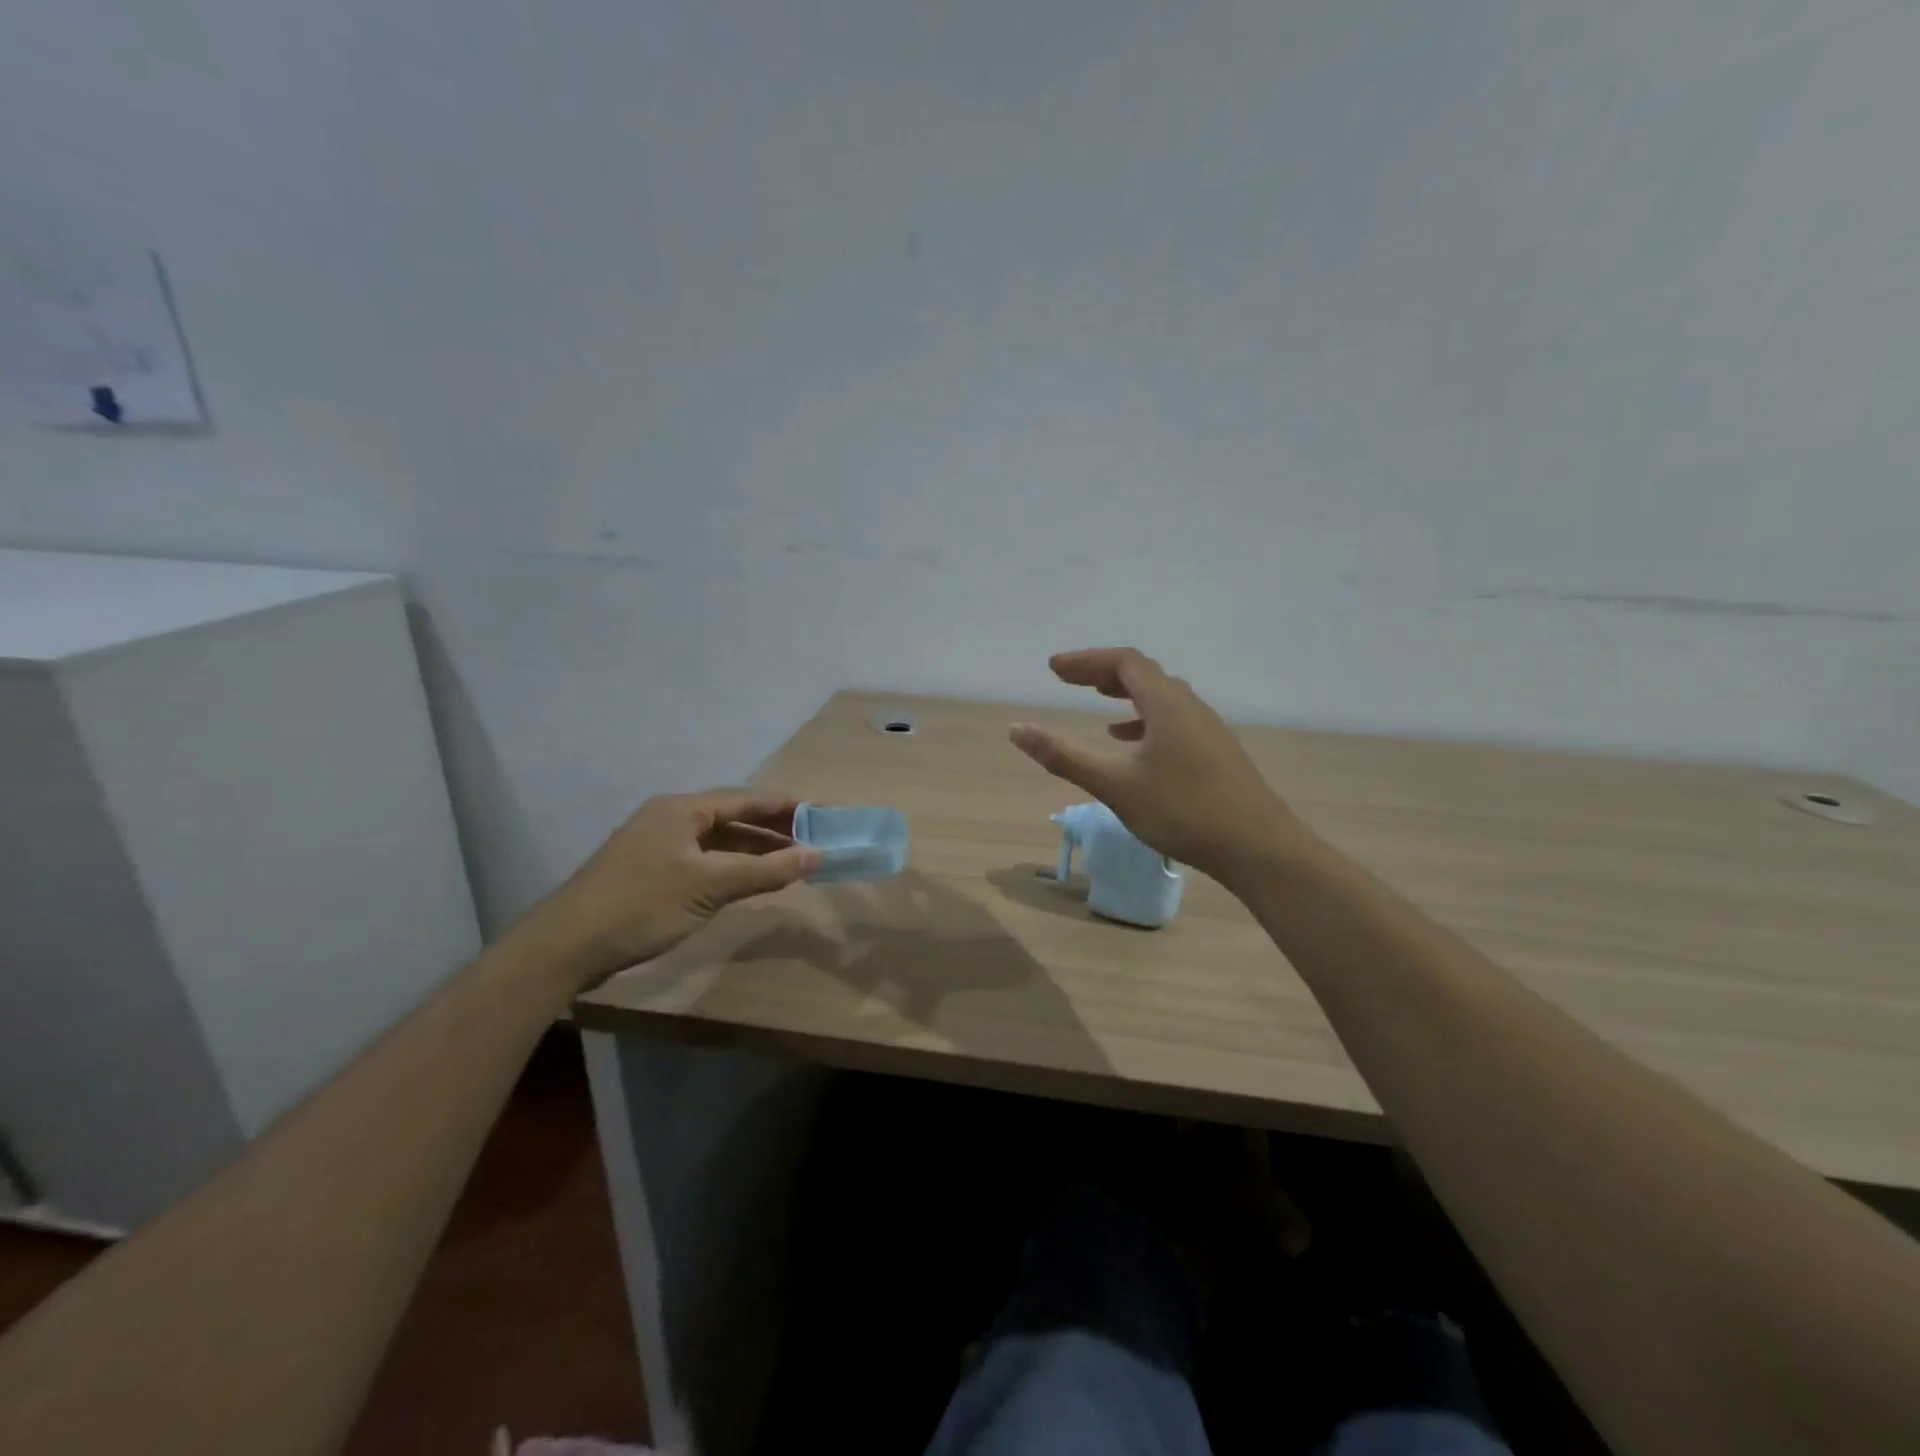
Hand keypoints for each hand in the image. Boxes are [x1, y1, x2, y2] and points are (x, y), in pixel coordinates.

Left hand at [520, 789, 820, 987]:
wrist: (566, 946)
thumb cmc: (642, 904)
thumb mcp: (710, 886)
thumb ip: (765, 870)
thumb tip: (817, 855)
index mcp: (681, 810)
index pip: (744, 799)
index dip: (784, 806)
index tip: (819, 813)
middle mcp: (669, 819)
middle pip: (731, 818)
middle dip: (771, 829)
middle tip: (810, 841)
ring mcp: (656, 846)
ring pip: (716, 842)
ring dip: (751, 851)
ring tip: (788, 862)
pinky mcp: (648, 873)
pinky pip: (701, 861)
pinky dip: (729, 868)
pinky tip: (747, 882)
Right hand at [1010, 649, 1296, 886]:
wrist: (1258, 847)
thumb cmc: (1183, 810)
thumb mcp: (1115, 785)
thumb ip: (1064, 756)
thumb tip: (1018, 730)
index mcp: (1166, 704)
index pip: (1124, 662)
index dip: (1086, 660)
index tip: (1053, 669)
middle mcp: (1190, 707)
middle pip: (1144, 674)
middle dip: (1103, 673)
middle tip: (1069, 680)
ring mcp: (1207, 729)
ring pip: (1162, 698)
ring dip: (1126, 695)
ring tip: (1098, 706)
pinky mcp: (1216, 752)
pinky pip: (1174, 721)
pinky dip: (1145, 721)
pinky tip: (1134, 746)